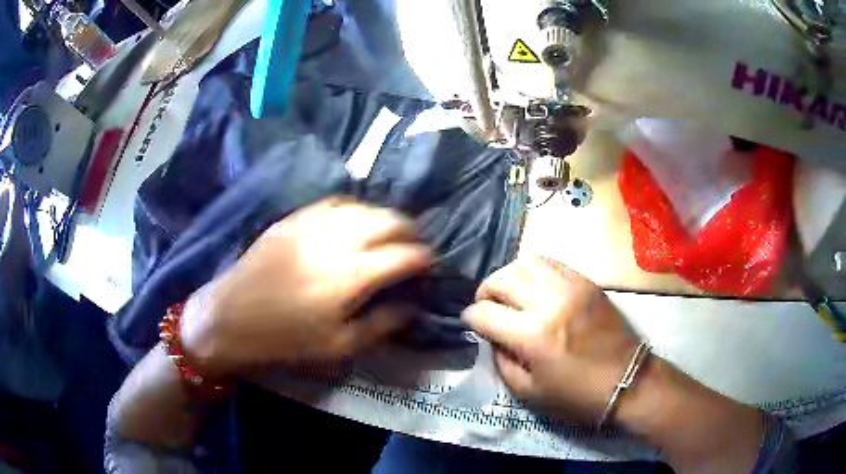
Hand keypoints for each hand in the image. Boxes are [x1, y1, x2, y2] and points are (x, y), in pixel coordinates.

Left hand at [181, 197, 432, 377]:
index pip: (404, 255)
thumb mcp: (340, 346)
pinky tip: (355, 219)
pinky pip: (333, 203)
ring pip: (363, 207)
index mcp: (352, 276)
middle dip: (410, 230)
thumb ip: (382, 324)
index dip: (424, 258)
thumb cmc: (286, 339)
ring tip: (390, 230)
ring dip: (384, 216)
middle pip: (388, 220)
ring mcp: (313, 224)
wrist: (231, 318)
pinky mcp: (294, 219)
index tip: (430, 265)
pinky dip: (354, 208)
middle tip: (414, 244)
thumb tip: (413, 306)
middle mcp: (337, 241)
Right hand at [463, 256, 766, 473]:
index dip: (472, 317)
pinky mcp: (588, 282)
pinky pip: (552, 262)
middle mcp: (550, 302)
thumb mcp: (530, 393)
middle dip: (486, 290)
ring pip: (527, 261)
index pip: (486, 313)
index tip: (471, 322)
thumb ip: (503, 362)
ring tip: (509, 292)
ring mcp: (572, 286)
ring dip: (509, 275)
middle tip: (487, 305)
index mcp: (534, 336)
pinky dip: (534, 270)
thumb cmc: (578, 396)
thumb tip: (493, 337)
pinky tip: (535, 286)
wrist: (628, 380)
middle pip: (503, 278)